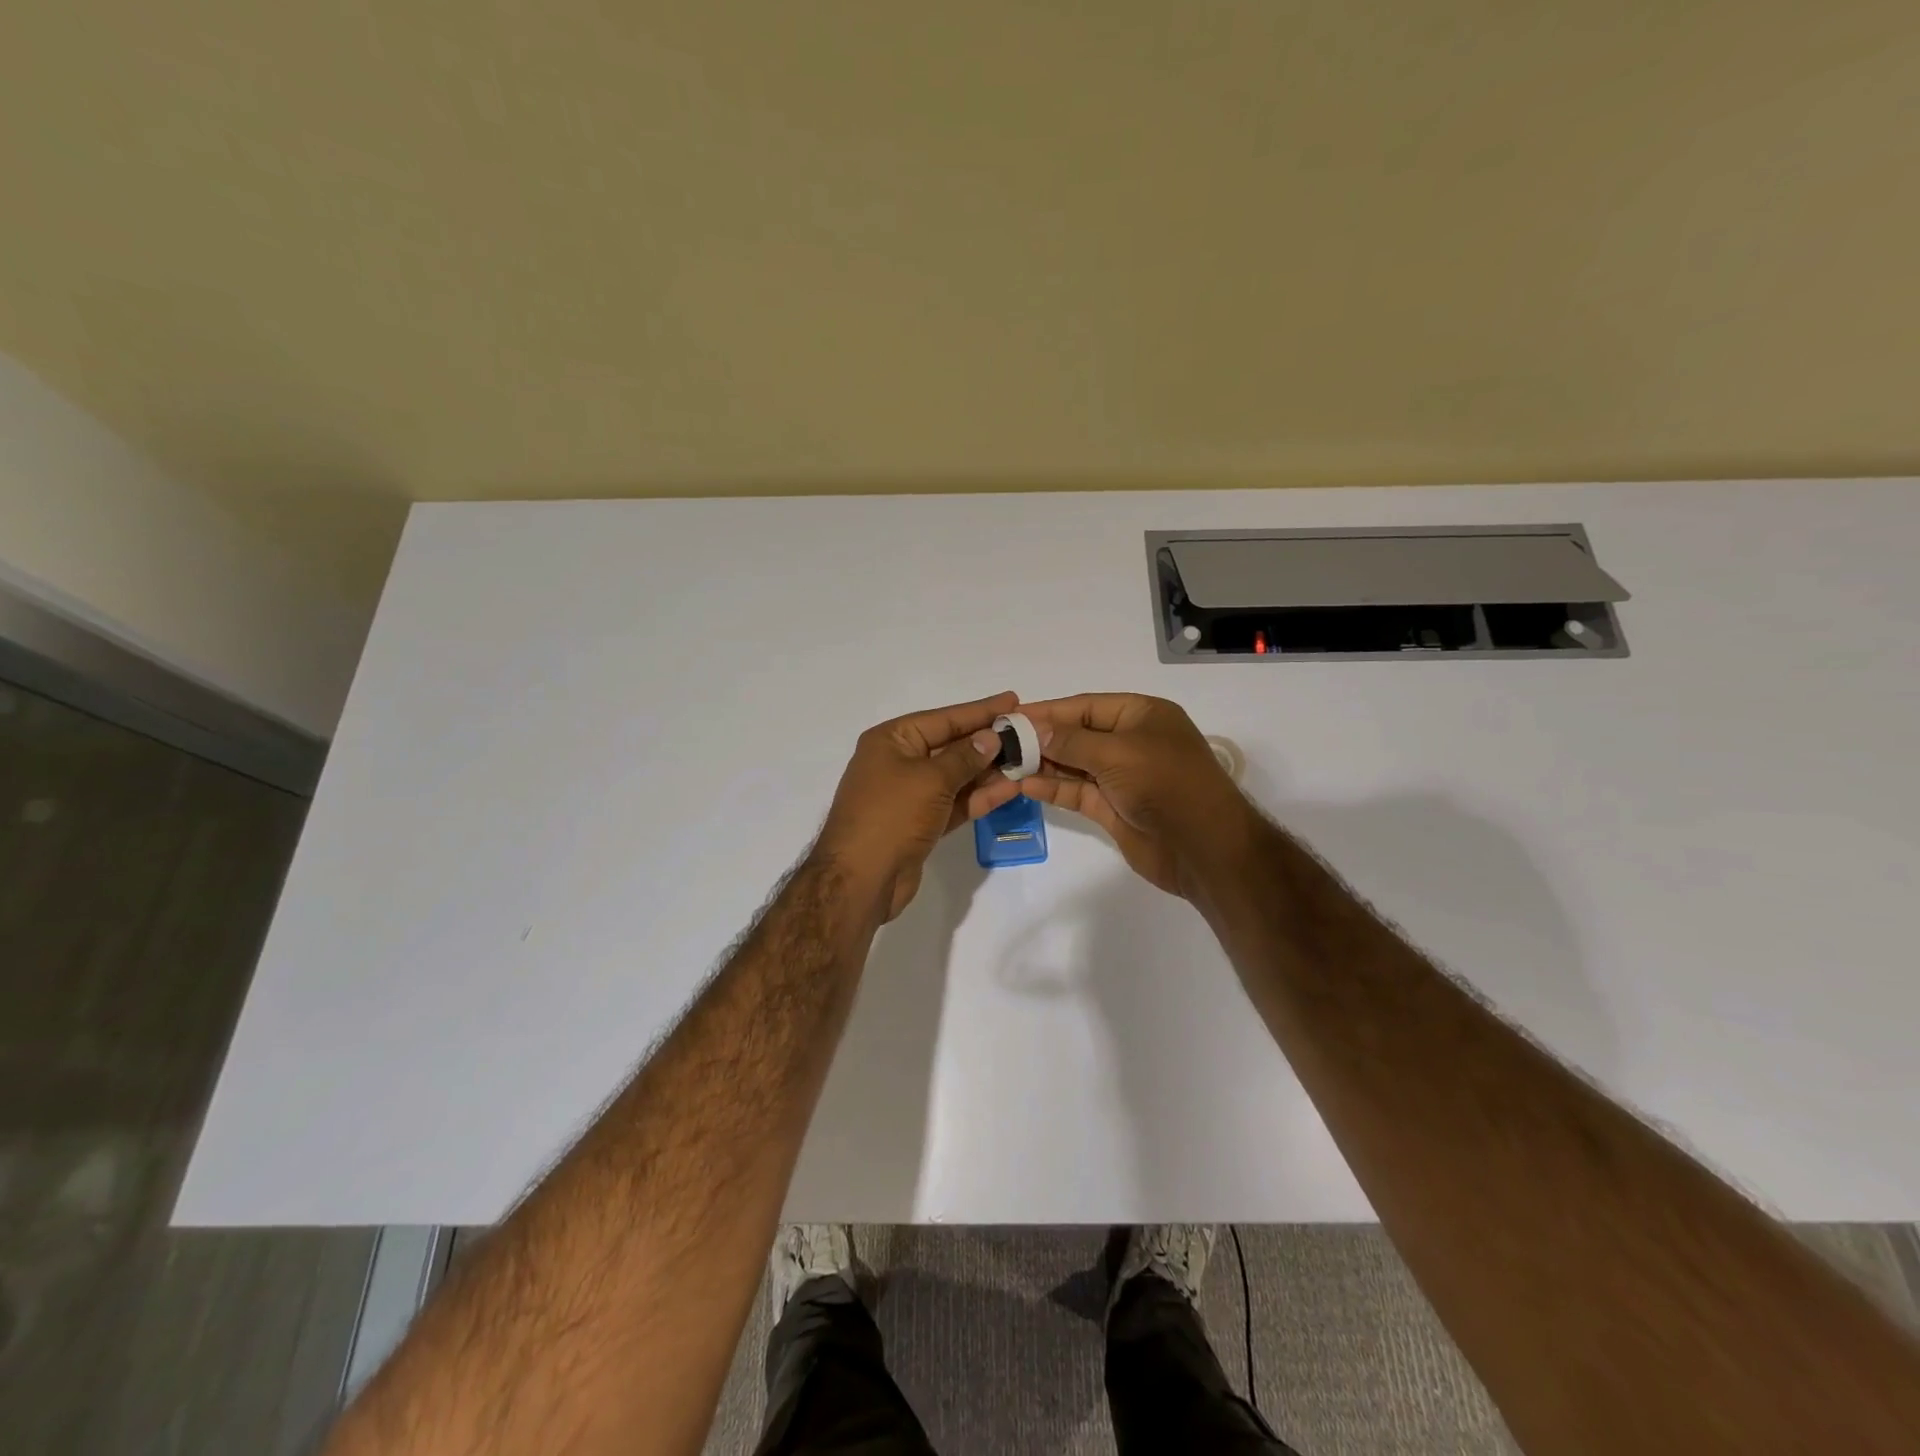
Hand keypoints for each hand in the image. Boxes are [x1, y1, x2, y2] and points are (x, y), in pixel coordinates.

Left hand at [815, 691, 1025, 920]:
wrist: (860, 879)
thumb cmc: (891, 815)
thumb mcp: (931, 779)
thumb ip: (965, 757)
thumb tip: (990, 737)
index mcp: (891, 740)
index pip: (943, 718)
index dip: (980, 711)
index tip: (1013, 700)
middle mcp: (898, 762)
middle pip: (950, 745)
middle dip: (987, 742)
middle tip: (1027, 733)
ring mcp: (909, 795)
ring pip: (956, 776)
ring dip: (988, 771)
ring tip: (1027, 761)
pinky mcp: (920, 823)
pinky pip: (954, 802)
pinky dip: (979, 797)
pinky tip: (1010, 789)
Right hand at [1016, 693, 1255, 896]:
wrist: (1203, 847)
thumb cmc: (1165, 783)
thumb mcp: (1117, 752)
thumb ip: (1071, 741)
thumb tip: (1035, 730)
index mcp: (1142, 715)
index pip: (1086, 706)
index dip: (1049, 711)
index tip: (1012, 715)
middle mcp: (1131, 742)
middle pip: (1077, 734)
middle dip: (1042, 738)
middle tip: (1001, 742)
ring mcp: (1122, 776)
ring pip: (1074, 764)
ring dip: (1043, 764)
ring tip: (1005, 763)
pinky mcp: (1113, 807)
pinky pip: (1077, 791)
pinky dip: (1053, 787)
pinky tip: (1024, 785)